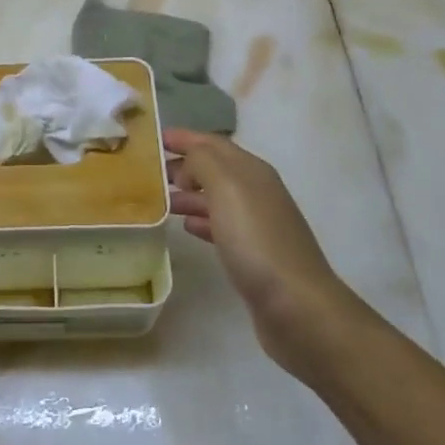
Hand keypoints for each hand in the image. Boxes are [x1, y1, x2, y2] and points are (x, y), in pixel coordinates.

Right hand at [165, 129, 358, 376]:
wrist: (296, 306)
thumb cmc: (257, 240)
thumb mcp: (226, 188)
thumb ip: (203, 162)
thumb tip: (188, 160)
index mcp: (251, 170)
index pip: (212, 143)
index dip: (184, 137)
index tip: (153, 138)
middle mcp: (256, 191)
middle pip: (214, 168)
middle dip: (183, 164)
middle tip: (148, 172)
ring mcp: (257, 224)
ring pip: (215, 198)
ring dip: (188, 193)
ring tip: (159, 200)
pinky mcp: (253, 254)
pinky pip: (220, 226)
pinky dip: (200, 221)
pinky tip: (185, 228)